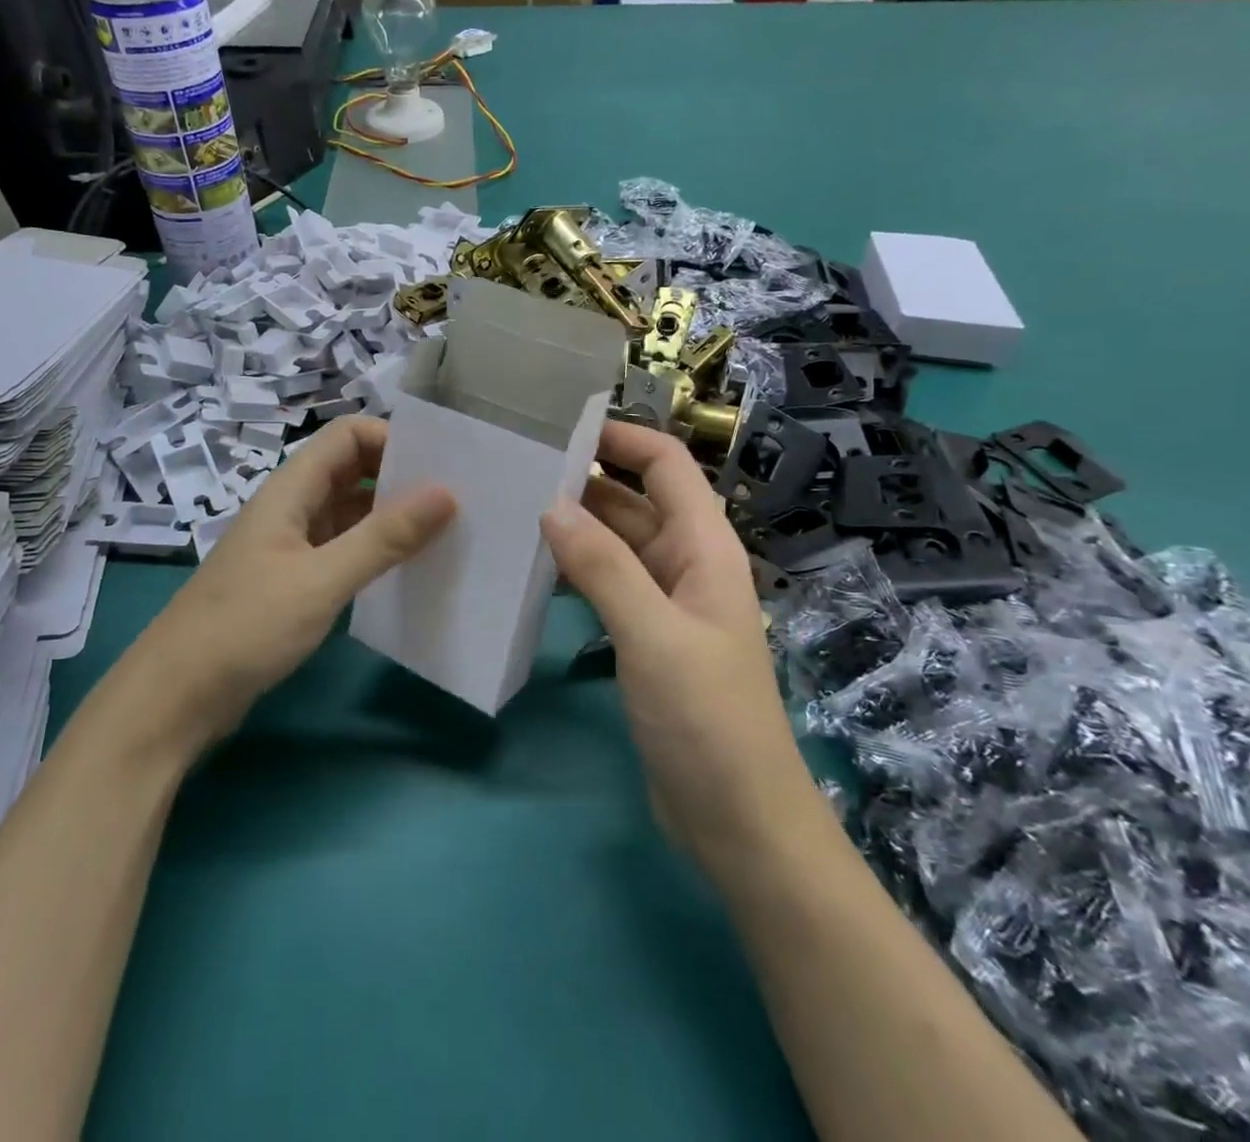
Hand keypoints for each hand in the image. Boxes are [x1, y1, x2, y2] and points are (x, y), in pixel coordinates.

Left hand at [126, 416, 453, 750]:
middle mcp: (292, 507)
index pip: (348, 435)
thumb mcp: (321, 581)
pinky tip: (407, 571)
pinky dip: (375, 551)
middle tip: (456, 500)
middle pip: (352, 469)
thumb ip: (384, 538)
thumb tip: (447, 493)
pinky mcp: (293, 581)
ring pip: (350, 512)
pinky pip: (343, 549)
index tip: (441, 467)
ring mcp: (291, 545)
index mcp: (291, 490)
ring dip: (391, 517)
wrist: (175, 698)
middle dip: (400, 477)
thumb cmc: (245, 628)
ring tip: (445, 534)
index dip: (392, 439)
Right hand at [542, 422, 801, 873]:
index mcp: (704, 548)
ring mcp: (664, 604)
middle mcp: (686, 564)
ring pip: (615, 544)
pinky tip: (530, 568)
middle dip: (583, 480)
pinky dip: (574, 570)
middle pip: (633, 501)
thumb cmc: (707, 720)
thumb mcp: (653, 635)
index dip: (622, 438)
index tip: (560, 426)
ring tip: (510, 508)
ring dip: (574, 526)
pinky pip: (606, 585)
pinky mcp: (645, 638)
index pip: (666, 466)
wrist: (739, 822)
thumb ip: (604, 566)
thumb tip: (551, 504)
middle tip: (515, 467)